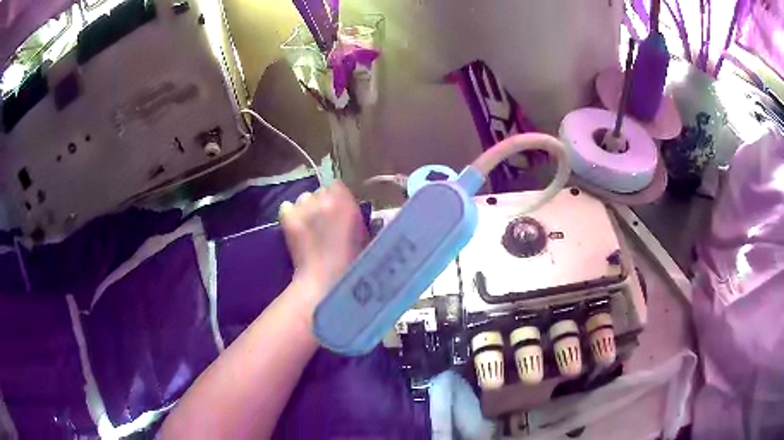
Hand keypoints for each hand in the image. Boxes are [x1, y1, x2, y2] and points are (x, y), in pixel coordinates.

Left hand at [279, 182, 367, 310]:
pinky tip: (295, 229)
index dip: (337, 197)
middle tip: (324, 221)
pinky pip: (286, 207)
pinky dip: (290, 215)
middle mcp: (323, 199)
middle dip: (321, 203)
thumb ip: (355, 216)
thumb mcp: (364, 235)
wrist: (323, 280)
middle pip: (320, 191)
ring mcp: (303, 207)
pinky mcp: (287, 217)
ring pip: (303, 198)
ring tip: (308, 226)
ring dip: (306, 208)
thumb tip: (348, 210)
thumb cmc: (351, 263)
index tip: (339, 210)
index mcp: (345, 201)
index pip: (337, 185)